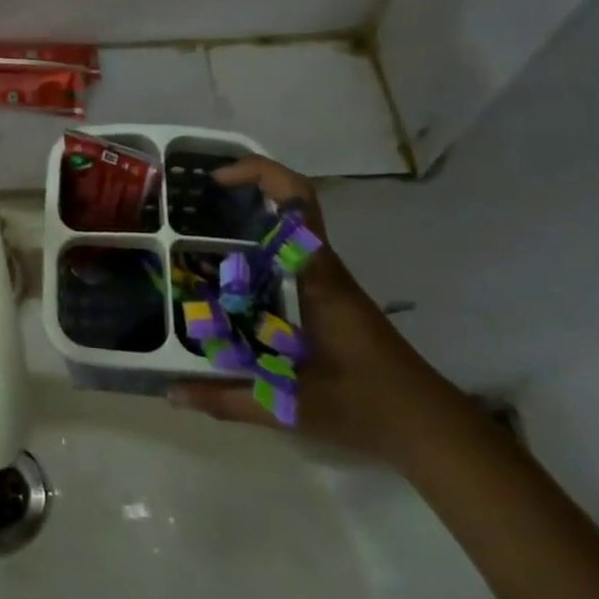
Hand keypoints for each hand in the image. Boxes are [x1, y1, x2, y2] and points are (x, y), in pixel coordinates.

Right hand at [167, 157, 458, 462]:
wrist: (427, 426)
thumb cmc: (363, 403)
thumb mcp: (288, 404)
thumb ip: (227, 398)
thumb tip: (172, 393)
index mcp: (314, 273)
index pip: (296, 198)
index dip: (257, 172)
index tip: (216, 179)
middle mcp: (320, 265)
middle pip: (288, 201)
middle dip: (243, 189)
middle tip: (195, 203)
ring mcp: (327, 279)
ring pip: (288, 226)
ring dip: (250, 217)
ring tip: (200, 232)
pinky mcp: (328, 296)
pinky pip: (289, 254)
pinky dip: (258, 249)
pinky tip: (229, 276)